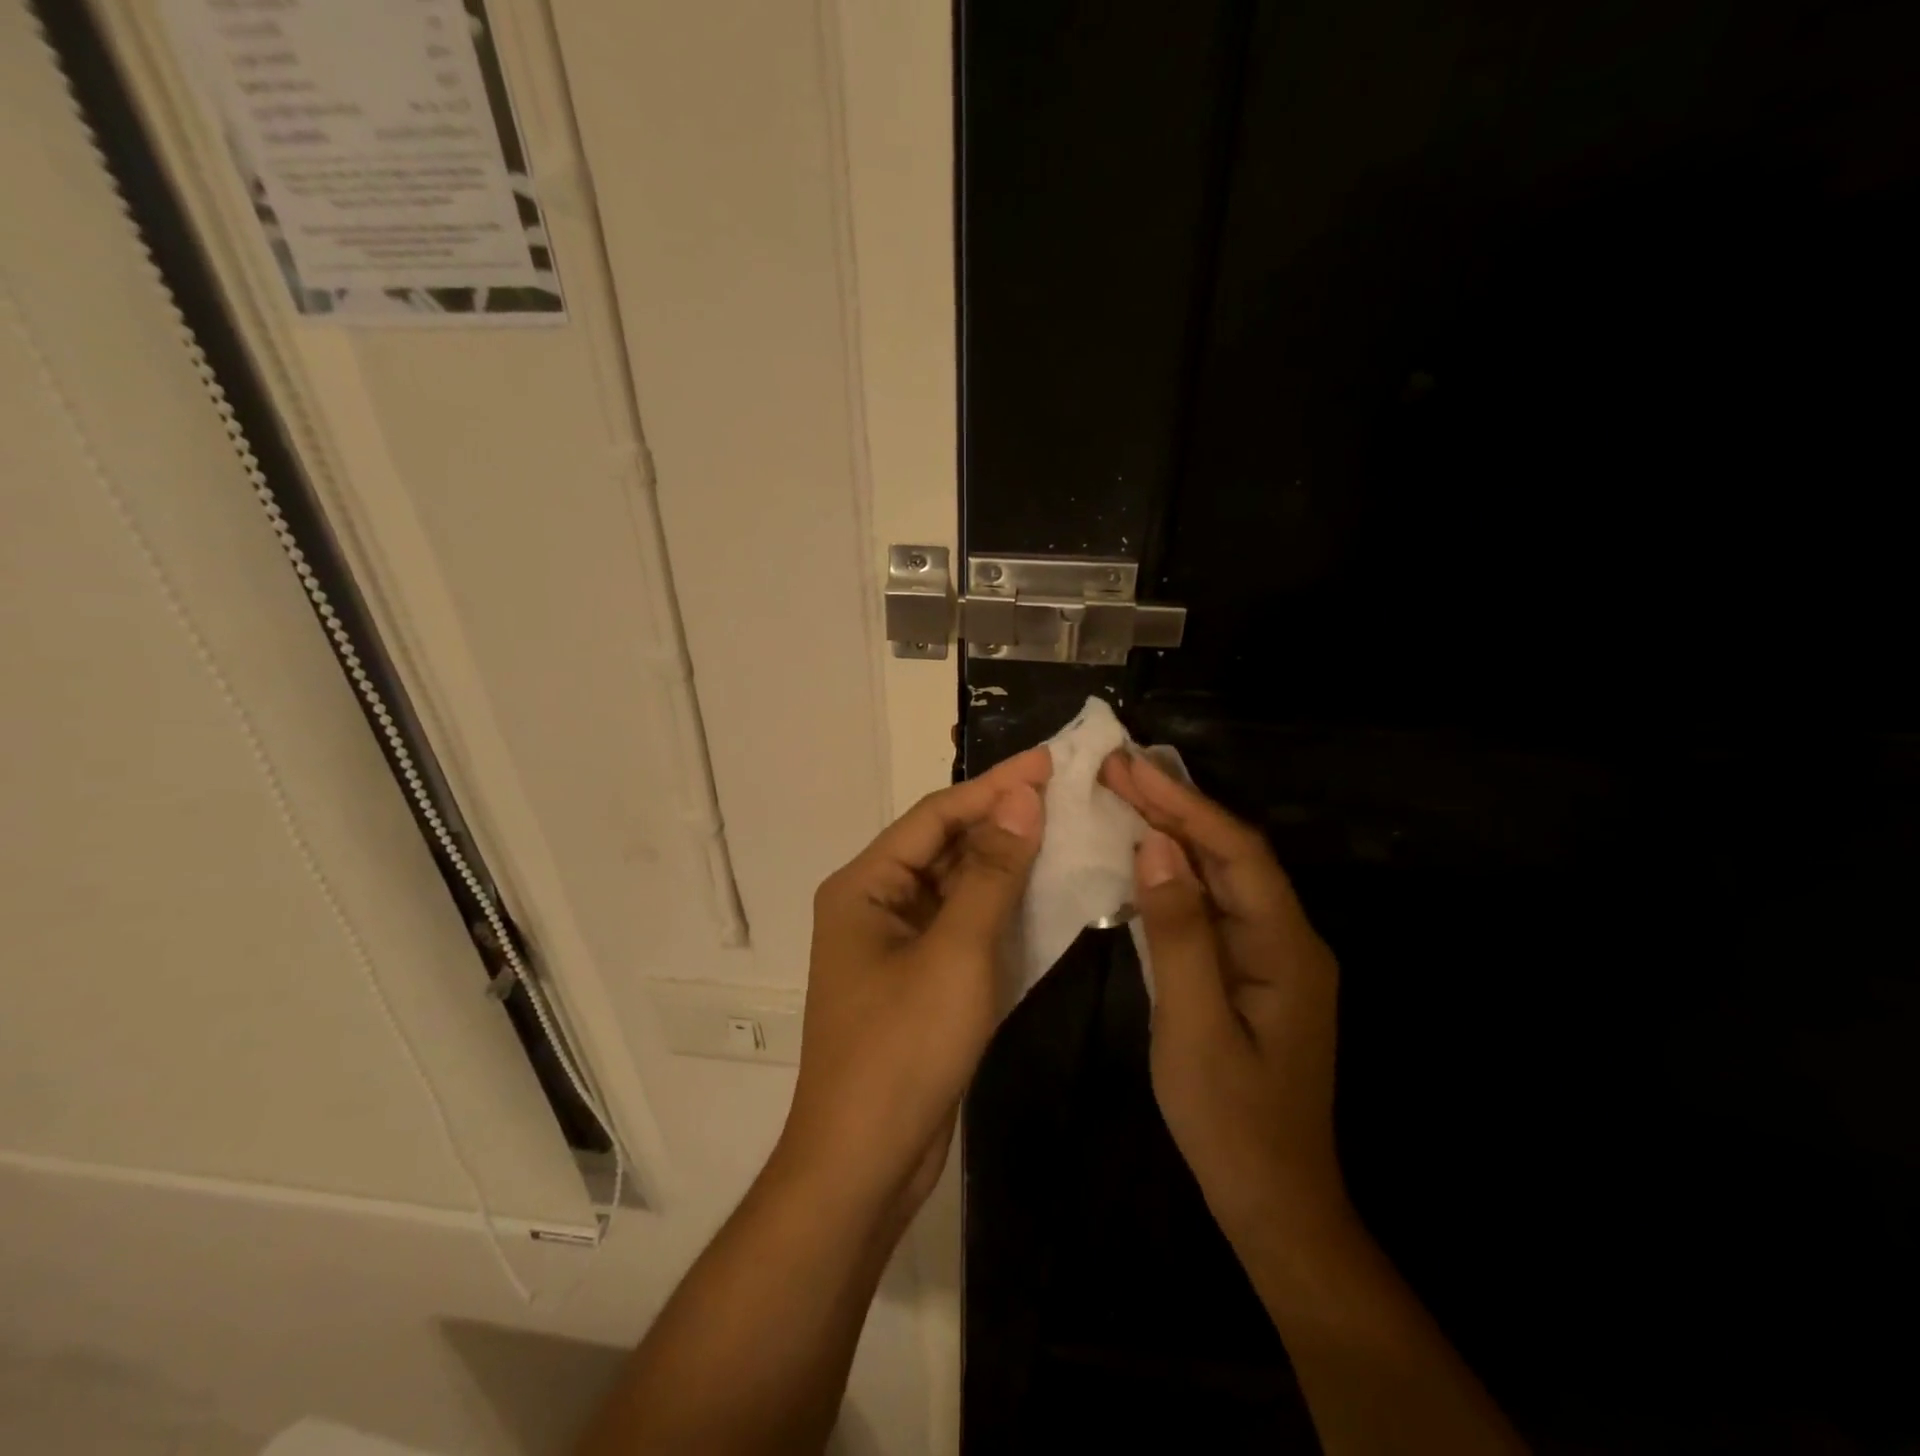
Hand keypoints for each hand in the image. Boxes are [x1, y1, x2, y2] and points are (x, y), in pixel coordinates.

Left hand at [778, 748, 1049, 1216]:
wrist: (865, 1165)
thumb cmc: (903, 1049)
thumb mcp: (956, 953)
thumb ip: (991, 872)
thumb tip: (1022, 798)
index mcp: (865, 885)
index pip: (936, 815)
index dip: (994, 786)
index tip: (1049, 762)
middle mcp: (876, 905)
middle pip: (945, 846)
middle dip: (1004, 821)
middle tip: (1067, 794)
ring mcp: (899, 945)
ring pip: (959, 887)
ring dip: (1008, 863)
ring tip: (1067, 832)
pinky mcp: (921, 980)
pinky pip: (966, 927)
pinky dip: (1003, 909)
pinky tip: (1047, 893)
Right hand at [1100, 751, 1344, 1234]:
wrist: (1275, 1202)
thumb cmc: (1232, 1121)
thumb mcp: (1195, 1028)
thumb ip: (1179, 933)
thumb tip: (1157, 847)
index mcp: (1287, 948)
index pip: (1237, 852)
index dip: (1183, 805)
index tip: (1129, 768)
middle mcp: (1288, 939)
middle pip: (1231, 855)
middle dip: (1175, 808)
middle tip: (1116, 769)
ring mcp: (1270, 956)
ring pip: (1222, 877)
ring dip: (1174, 834)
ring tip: (1123, 795)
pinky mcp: (1250, 971)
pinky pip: (1212, 906)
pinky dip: (1176, 875)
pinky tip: (1143, 859)